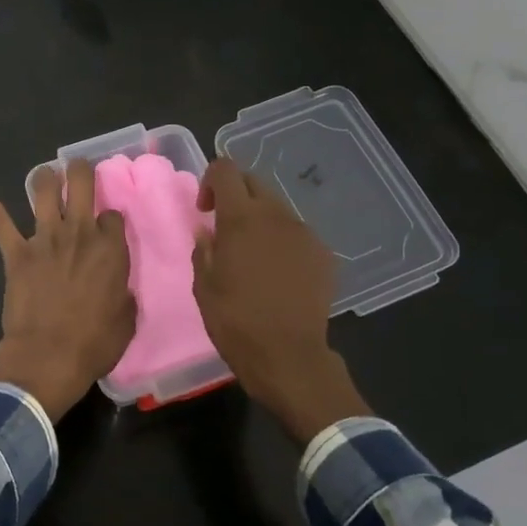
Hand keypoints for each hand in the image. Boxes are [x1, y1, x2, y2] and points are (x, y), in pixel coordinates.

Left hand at [0, 158, 135, 420]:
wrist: (48, 355)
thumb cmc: (95, 343)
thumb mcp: (126, 320)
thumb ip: (122, 294)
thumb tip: (117, 289)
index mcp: (111, 249)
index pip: (113, 214)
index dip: (110, 218)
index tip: (107, 226)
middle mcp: (80, 233)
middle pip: (81, 183)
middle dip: (80, 171)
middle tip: (78, 169)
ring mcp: (45, 239)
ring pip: (44, 191)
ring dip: (44, 178)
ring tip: (45, 175)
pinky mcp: (16, 253)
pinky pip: (2, 226)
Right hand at [191, 159, 367, 443]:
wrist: (289, 355)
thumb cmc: (236, 322)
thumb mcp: (204, 288)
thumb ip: (203, 250)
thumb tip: (207, 230)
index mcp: (241, 219)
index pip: (225, 170)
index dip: (211, 181)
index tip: (205, 210)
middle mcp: (276, 215)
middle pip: (254, 182)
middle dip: (236, 196)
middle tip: (225, 229)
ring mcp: (304, 233)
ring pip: (278, 209)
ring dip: (260, 220)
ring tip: (253, 256)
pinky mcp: (323, 254)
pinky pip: (297, 234)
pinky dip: (282, 241)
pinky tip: (278, 274)